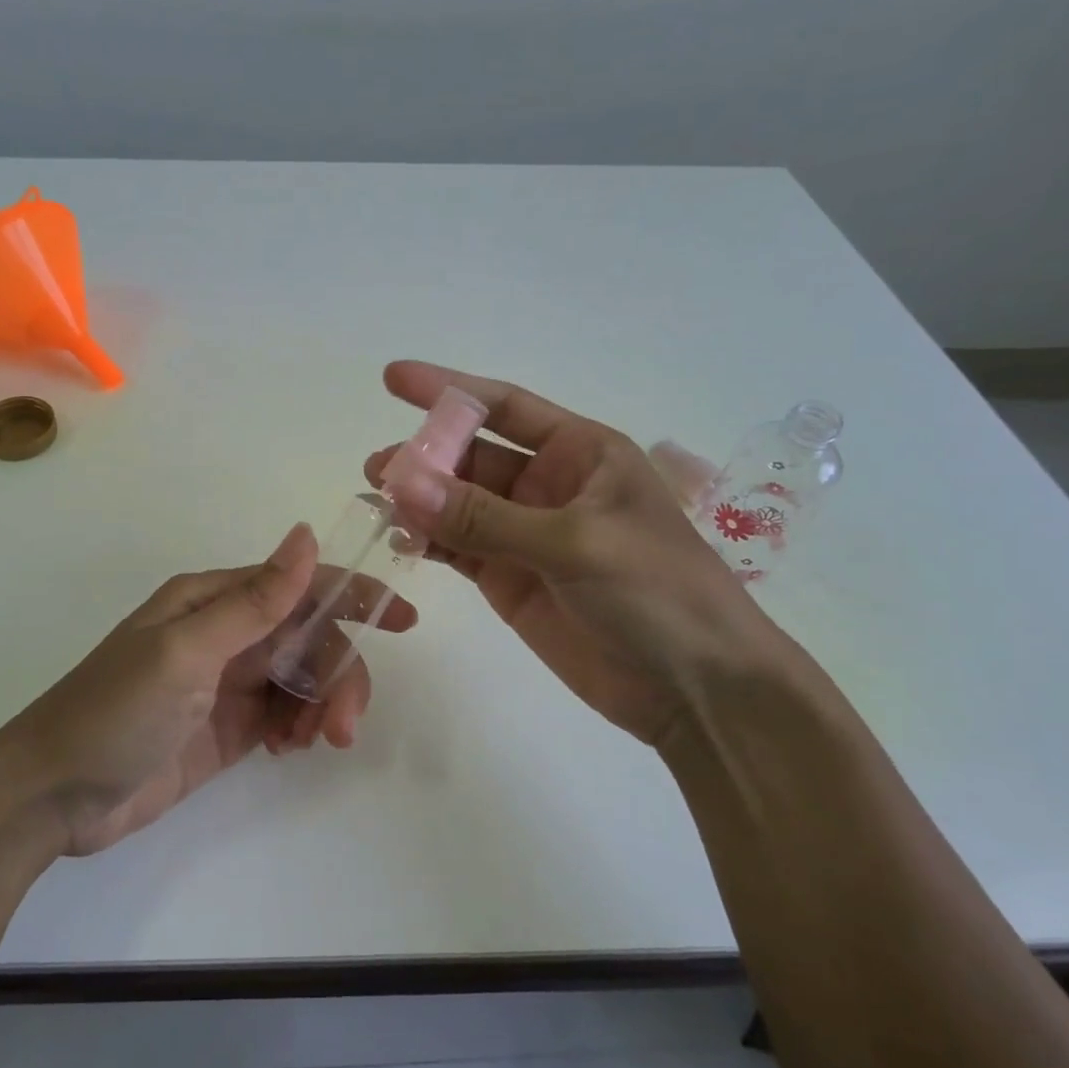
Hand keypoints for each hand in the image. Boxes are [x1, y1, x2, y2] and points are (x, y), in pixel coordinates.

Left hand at [0, 524, 416, 855]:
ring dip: (323, 705)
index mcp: (214, 600)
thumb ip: (254, 601)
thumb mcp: (185, 652)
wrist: (53, 797)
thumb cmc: (113, 712)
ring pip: (304, 678)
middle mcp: (227, 633)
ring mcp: (230, 682)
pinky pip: (287, 714)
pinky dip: (301, 728)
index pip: (299, 585)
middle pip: (310, 637)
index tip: (404, 619)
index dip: (354, 594)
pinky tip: (290, 749)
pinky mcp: (231, 726)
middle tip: (343, 725)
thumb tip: (306, 534)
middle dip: (338, 674)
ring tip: (312, 743)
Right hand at [366, 360, 778, 748]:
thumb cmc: (656, 592)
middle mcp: (548, 486)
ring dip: (418, 498)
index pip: (504, 407)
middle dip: (425, 455)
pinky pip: (457, 548)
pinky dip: (427, 541)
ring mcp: (525, 534)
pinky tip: (398, 536)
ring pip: (458, 504)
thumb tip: (402, 484)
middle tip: (377, 467)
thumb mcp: (575, 543)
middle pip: (472, 456)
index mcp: (580, 454)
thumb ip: (485, 517)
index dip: (449, 390)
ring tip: (374, 499)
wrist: (694, 688)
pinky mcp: (509, 579)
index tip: (394, 378)